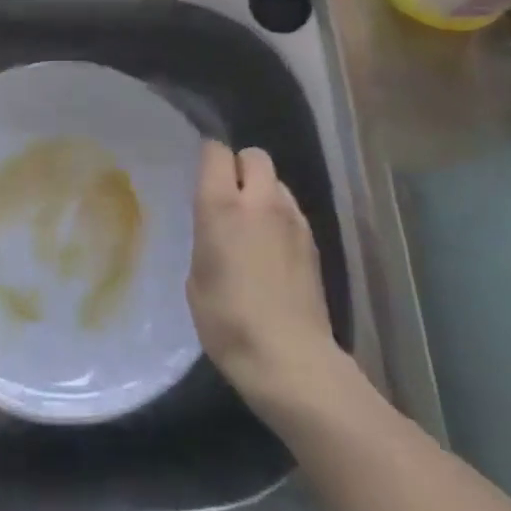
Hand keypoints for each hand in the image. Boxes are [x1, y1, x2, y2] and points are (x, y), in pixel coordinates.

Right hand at [187, 142, 343, 420]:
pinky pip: (291, 210)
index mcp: (222, 205)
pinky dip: (279, 217)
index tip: (201, 174)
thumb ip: (207, 237)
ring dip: (263, 192)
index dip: (208, 156)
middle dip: (240, 166)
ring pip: (277, 182)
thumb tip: (218, 227)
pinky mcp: (313, 242)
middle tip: (228, 196)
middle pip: (255, 156)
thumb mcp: (197, 276)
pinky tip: (272, 249)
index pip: (217, 151)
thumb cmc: (228, 321)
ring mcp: (293, 220)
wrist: (289, 359)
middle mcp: (261, 201)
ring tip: (252, 225)